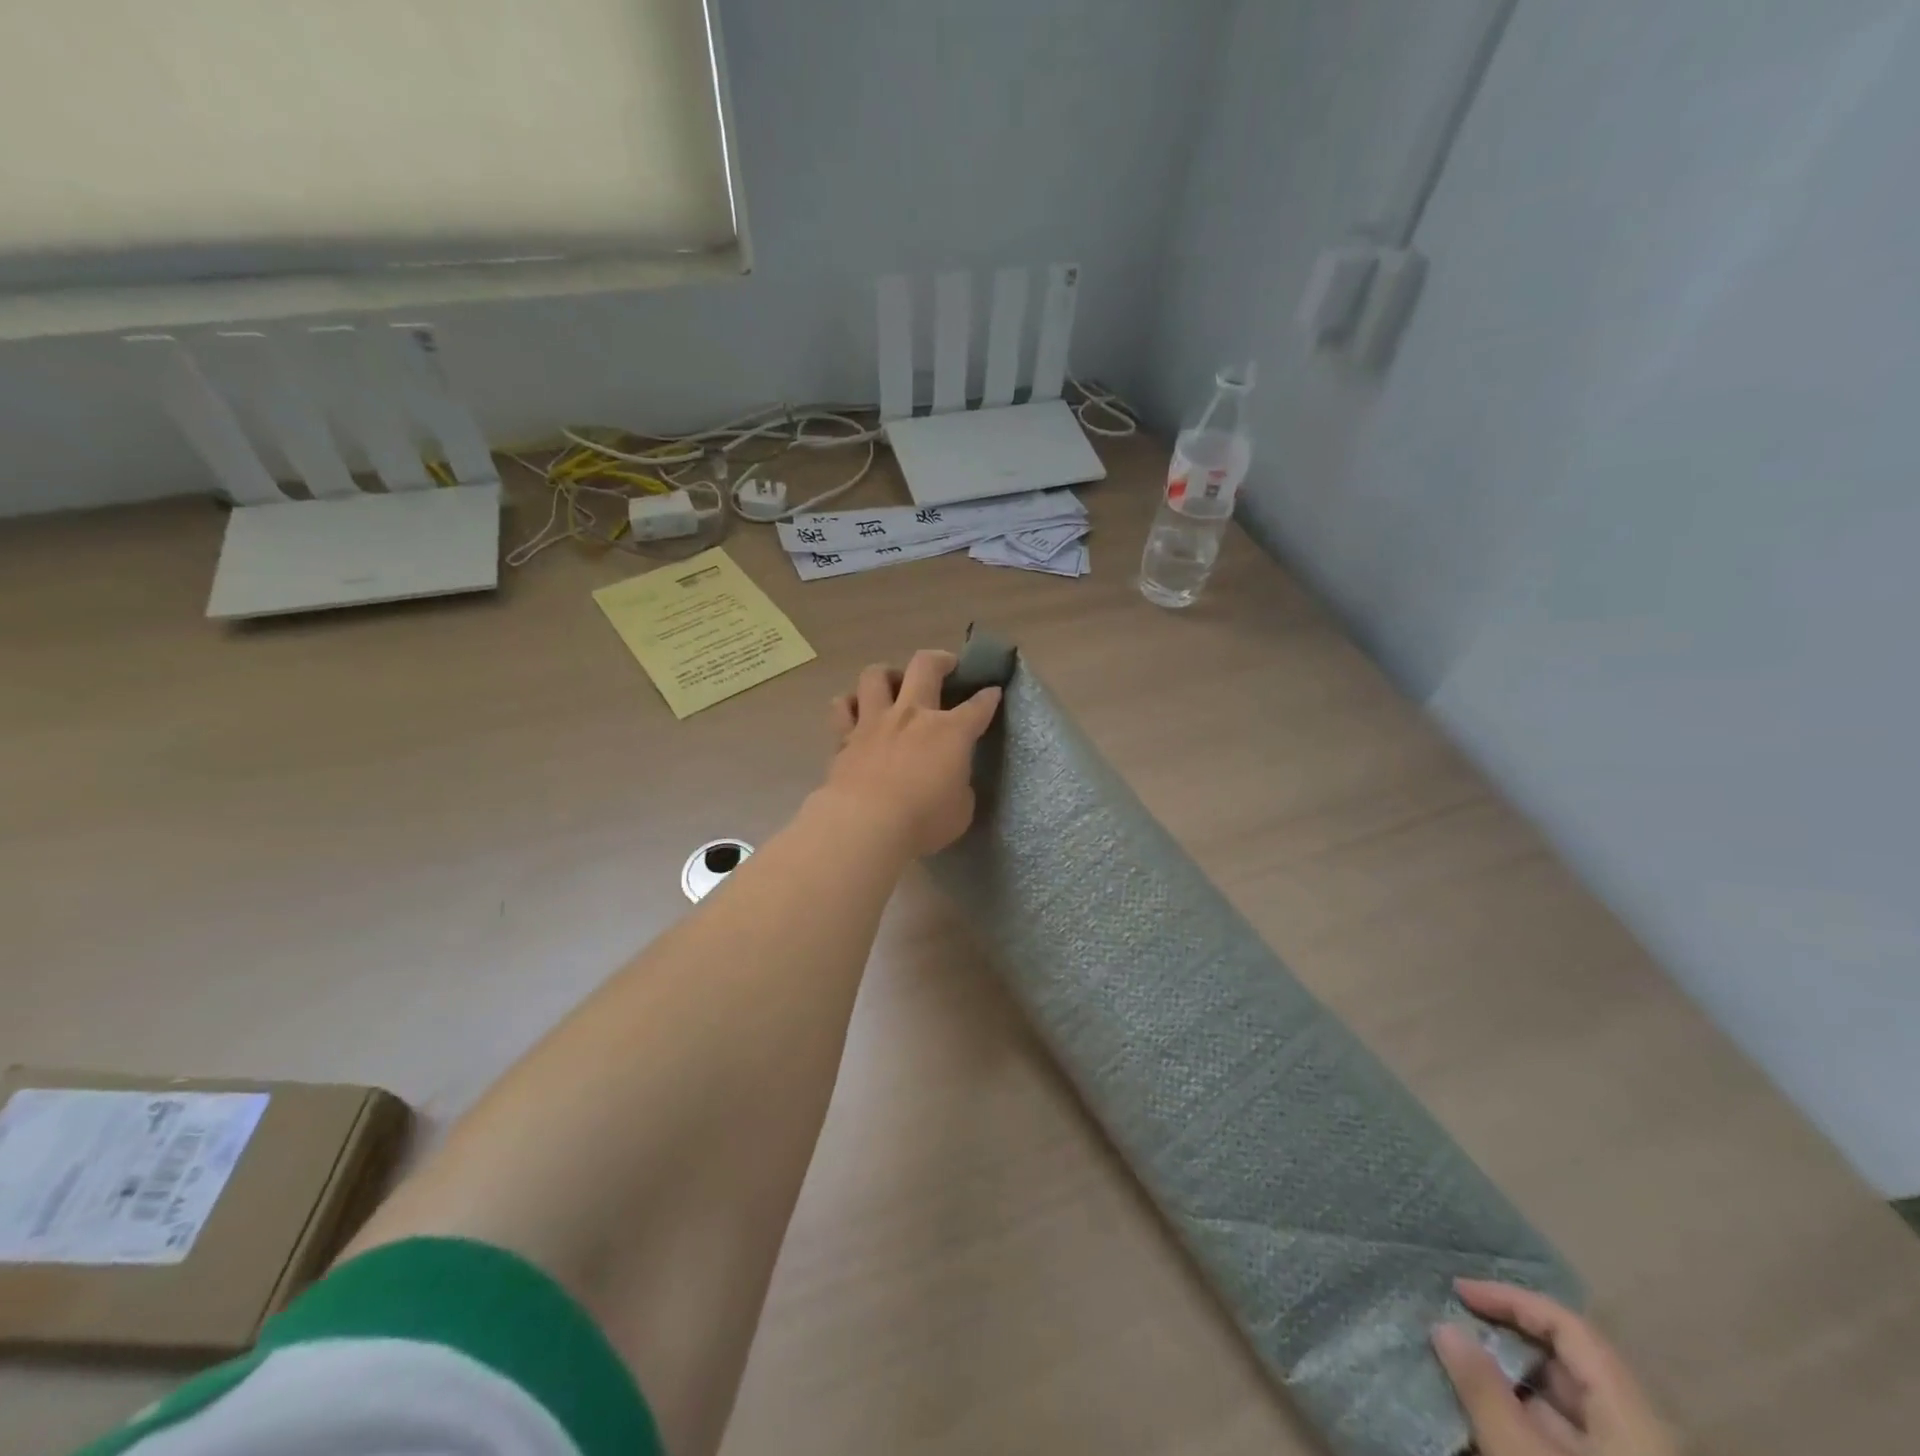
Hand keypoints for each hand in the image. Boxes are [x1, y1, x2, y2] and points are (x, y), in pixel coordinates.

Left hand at [822, 649, 1002, 856]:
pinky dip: (850, 704)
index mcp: (951, 732)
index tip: (992, 692)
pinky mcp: (845, 737)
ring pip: (876, 675)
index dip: (989, 697)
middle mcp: (912, 715)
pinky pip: (842, 707)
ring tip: (894, 683)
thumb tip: (950, 780)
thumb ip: (958, 786)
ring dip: (888, 673)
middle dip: (941, 660)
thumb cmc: (923, 821)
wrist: (866, 824)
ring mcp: (875, 721)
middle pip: (926, 666)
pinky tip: (856, 709)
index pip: (978, 706)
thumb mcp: (960, 809)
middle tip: (946, 665)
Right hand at [1433, 1280, 1678, 1455]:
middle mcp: (1640, 1432)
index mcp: (1631, 1413)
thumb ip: (1482, 1389)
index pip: (1568, 1326)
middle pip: (1569, 1363)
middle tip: (1453, 1327)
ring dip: (1512, 1381)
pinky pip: (1570, 1439)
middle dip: (1507, 1340)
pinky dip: (1526, 1419)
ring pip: (1567, 1404)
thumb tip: (1443, 1325)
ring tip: (1459, 1368)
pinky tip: (1487, 1417)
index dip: (1511, 1299)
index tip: (1458, 1292)